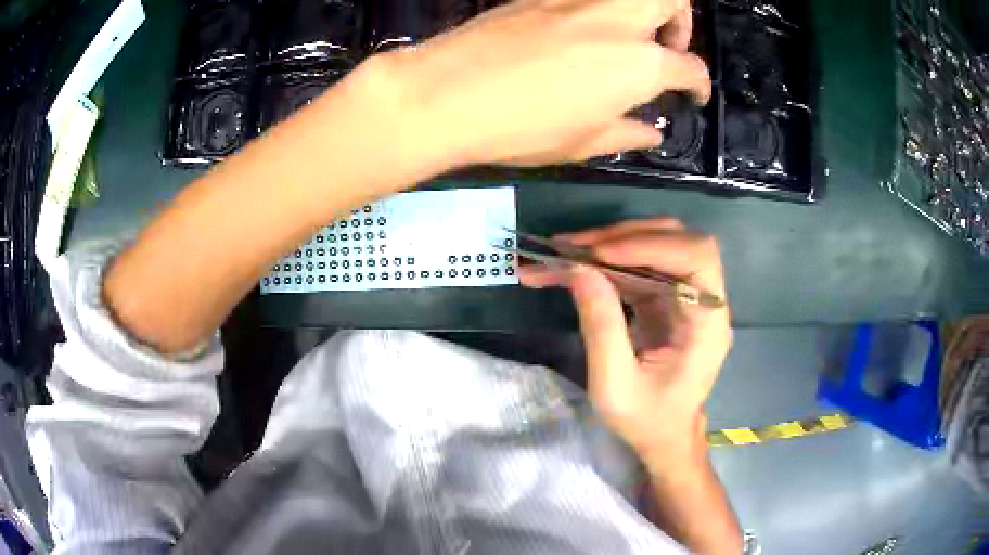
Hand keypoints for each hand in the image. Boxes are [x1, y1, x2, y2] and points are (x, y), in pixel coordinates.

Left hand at [362, 0, 708, 168]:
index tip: (694, 95)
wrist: (447, 92)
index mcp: (639, 64)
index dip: (698, 84)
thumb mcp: (583, 142)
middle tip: (668, 46)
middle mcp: (618, 21)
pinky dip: (601, 10)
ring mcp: (579, 0)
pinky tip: (585, 32)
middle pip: (672, 0)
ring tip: (632, 34)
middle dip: (682, 22)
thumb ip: (627, 133)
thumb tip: (652, 132)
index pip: (689, 67)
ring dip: (646, 8)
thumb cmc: (521, 128)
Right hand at [520, 218, 731, 464]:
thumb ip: (601, 327)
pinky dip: (603, 263)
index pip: (696, 256)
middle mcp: (703, 300)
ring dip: (606, 245)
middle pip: (675, 240)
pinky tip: (571, 267)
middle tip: (571, 247)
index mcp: (708, 323)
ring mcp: (684, 296)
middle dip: (621, 237)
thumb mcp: (615, 386)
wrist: (663, 437)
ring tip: (560, 253)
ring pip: (652, 247)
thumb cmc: (647, 421)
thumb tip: (579, 269)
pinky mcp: (665, 299)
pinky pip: (637, 267)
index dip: (651, 245)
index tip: (599, 254)